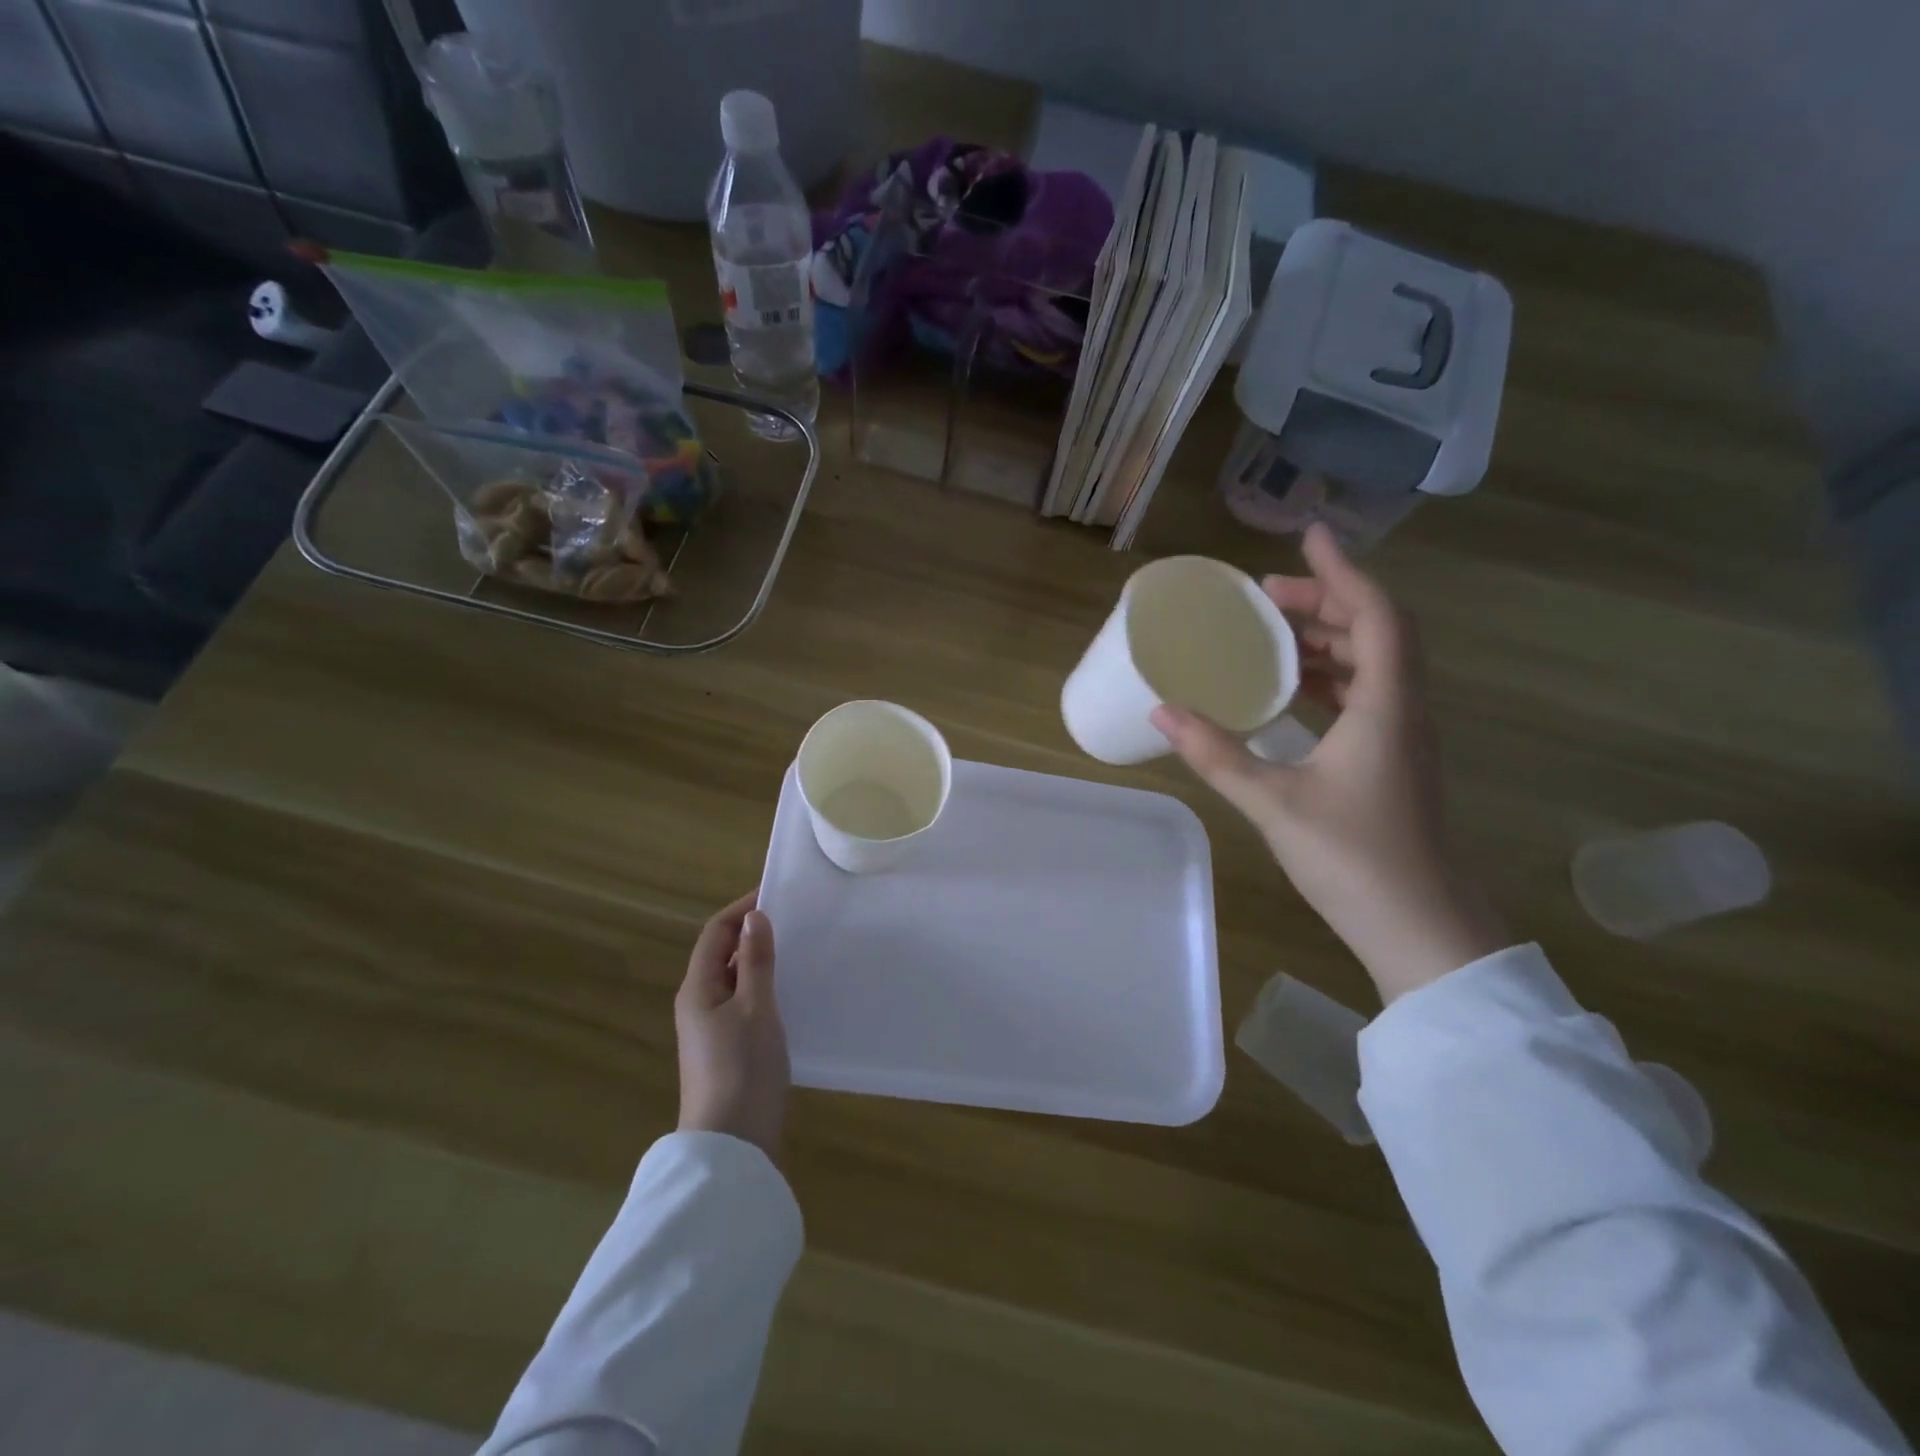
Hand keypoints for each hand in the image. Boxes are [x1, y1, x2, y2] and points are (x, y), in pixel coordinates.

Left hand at [675, 892, 789, 1160]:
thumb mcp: (756, 1008)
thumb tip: (754, 917)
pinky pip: (745, 1003)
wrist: (732, 1144)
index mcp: (698, 988)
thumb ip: (755, 961)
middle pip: (723, 954)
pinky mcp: (728, 1049)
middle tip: (795, 920)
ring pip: (736, 980)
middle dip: (753, 933)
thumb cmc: (743, 1068)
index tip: (777, 894)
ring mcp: (712, 1029)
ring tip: (798, 950)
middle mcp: (699, 1004)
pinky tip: (792, 993)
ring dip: (761, 961)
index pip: (716, 933)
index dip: (742, 909)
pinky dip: (765, 988)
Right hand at [1151, 524, 1506, 1002]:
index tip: (1309, 536)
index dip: (1343, 571)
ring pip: (1372, 664)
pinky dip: (1329, 676)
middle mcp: (1404, 710)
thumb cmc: (1353, 859)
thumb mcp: (1273, 801)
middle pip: (1375, 631)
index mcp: (1386, 706)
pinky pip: (1366, 696)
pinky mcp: (1394, 762)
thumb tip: (1161, 711)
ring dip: (1327, 638)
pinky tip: (1291, 689)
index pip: (1375, 614)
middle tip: (1265, 595)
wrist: (1421, 930)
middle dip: (1323, 602)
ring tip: (1272, 632)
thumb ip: (1216, 753)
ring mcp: (1403, 738)